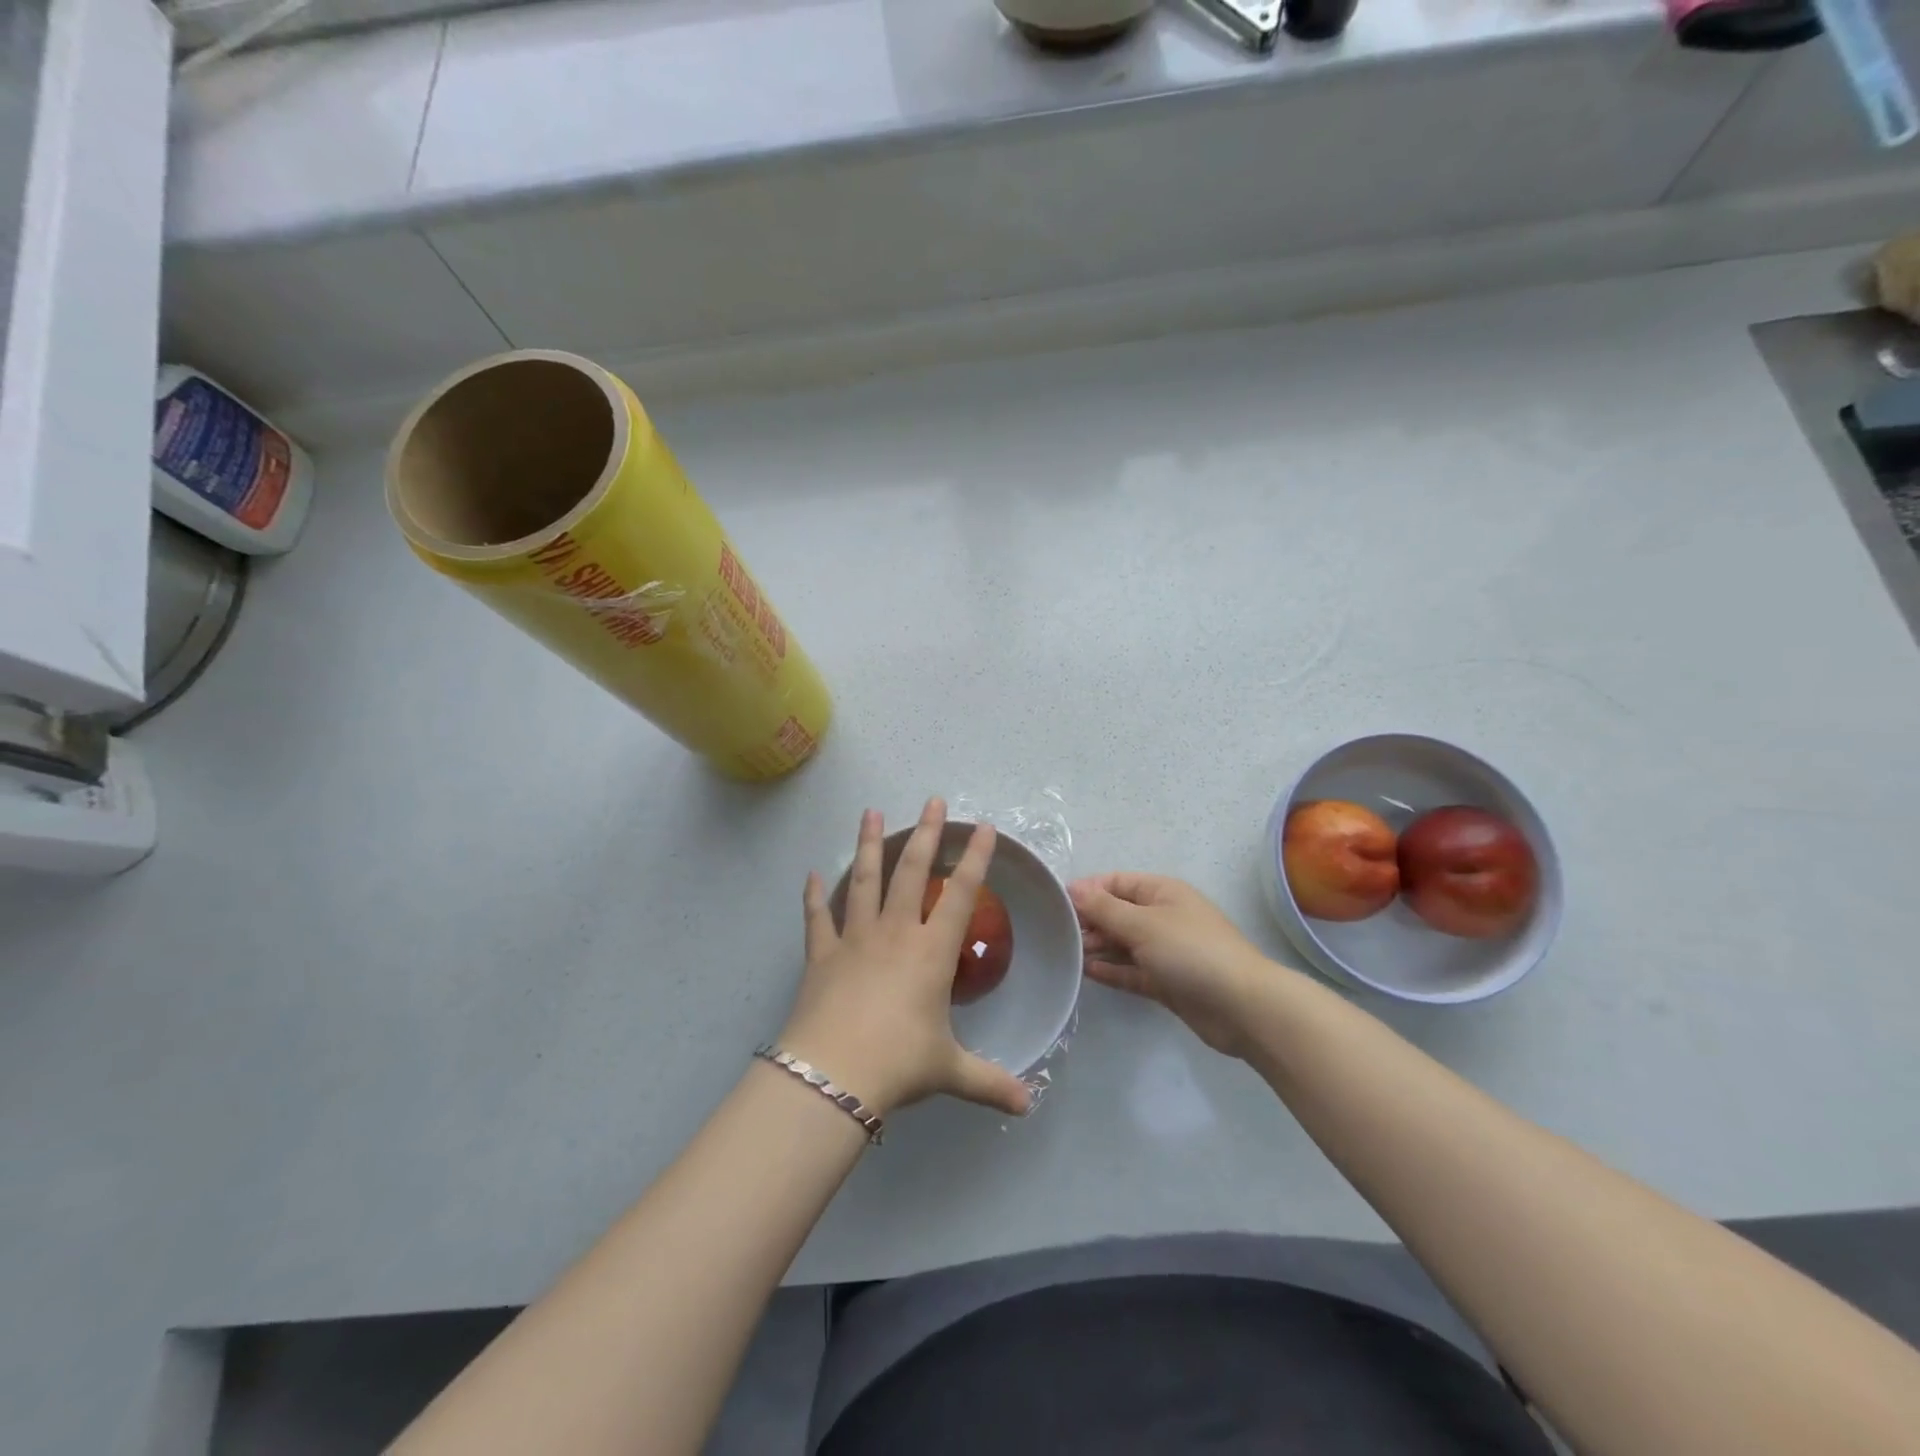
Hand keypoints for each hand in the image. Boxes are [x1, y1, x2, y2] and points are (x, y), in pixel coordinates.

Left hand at [777, 799, 1032, 1119]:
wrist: (832, 1075)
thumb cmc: (899, 1064)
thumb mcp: (950, 1072)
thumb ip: (990, 1083)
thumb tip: (1029, 1104)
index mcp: (931, 952)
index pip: (960, 894)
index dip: (975, 859)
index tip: (984, 828)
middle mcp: (895, 933)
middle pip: (911, 872)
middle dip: (926, 834)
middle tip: (932, 800)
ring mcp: (854, 939)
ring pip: (864, 880)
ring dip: (869, 844)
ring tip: (871, 812)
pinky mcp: (820, 955)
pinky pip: (816, 918)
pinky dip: (813, 896)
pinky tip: (811, 874)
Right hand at [1070, 873, 1272, 1058]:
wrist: (1242, 1007)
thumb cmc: (1191, 952)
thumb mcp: (1142, 924)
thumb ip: (1104, 908)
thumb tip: (1073, 889)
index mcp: (1162, 892)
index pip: (1116, 882)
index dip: (1088, 890)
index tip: (1056, 904)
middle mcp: (1163, 917)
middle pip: (1117, 913)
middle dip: (1090, 921)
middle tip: (1059, 935)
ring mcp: (1165, 951)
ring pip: (1123, 943)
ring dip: (1098, 947)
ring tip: (1067, 954)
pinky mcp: (1166, 982)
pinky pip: (1132, 971)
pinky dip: (1112, 970)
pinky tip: (1087, 972)